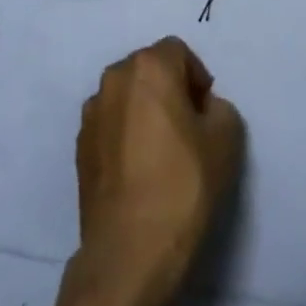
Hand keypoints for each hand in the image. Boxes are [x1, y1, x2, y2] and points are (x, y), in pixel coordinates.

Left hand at [67, 37, 243, 305]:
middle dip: (169, 90)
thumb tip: (200, 109)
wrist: (130, 252)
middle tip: (188, 130)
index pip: (179, 52)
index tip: (206, 114)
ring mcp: (91, 113)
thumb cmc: (183, 185)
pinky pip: (110, 126)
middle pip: (149, 70)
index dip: (197, 79)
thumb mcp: (227, 139)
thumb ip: (218, 108)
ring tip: (161, 153)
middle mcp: (114, 79)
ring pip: (127, 98)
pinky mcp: (79, 148)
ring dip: (144, 112)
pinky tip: (139, 172)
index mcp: (148, 67)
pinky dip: (125, 136)